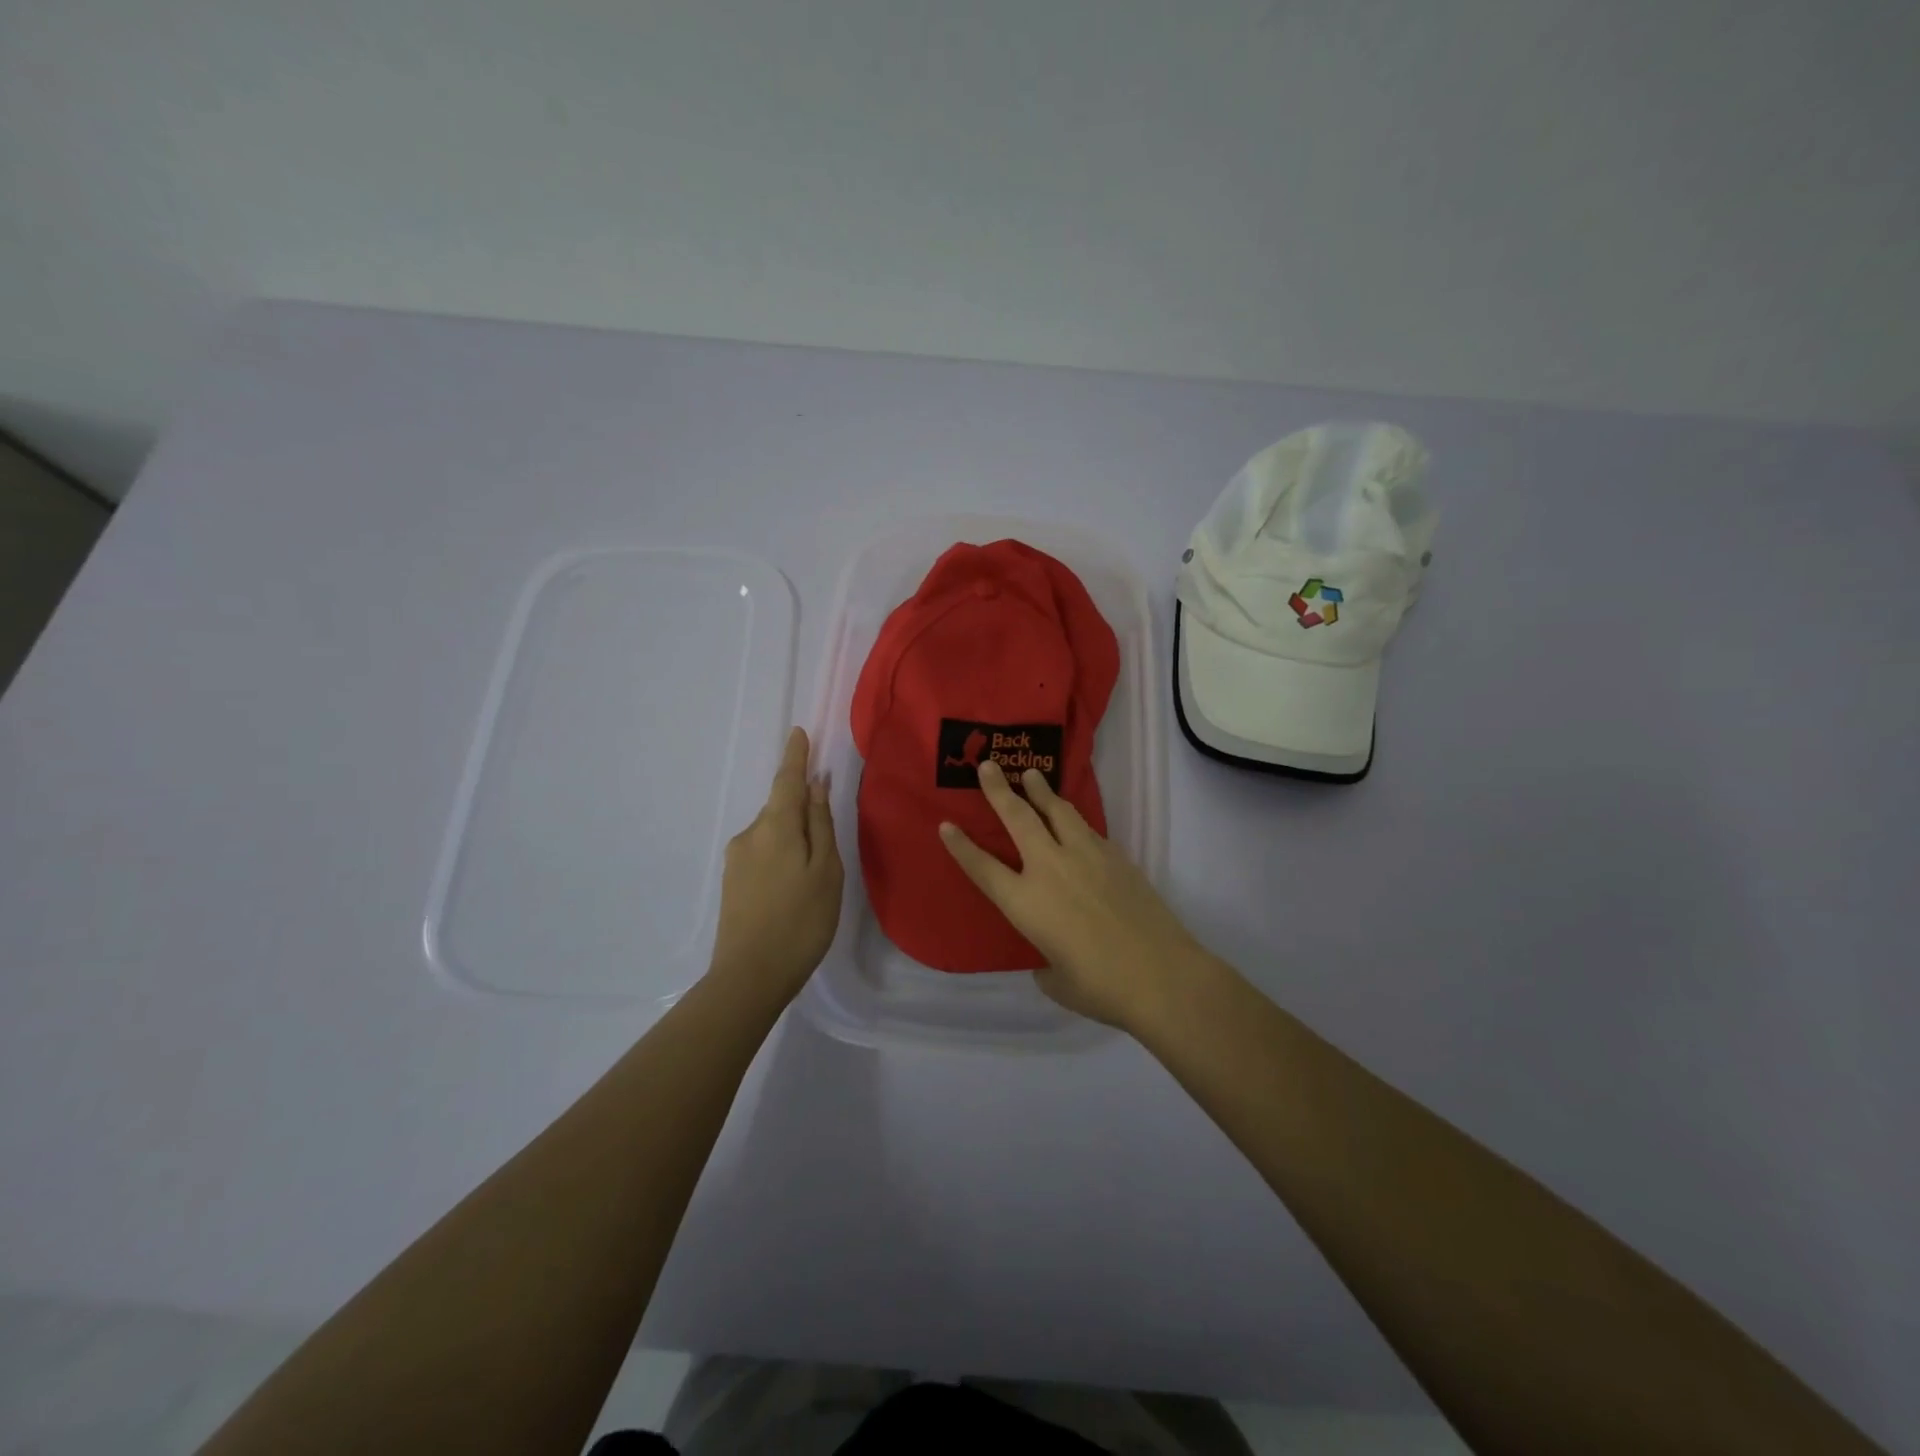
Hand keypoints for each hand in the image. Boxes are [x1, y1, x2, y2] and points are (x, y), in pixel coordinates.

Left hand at [707, 727, 843, 1008]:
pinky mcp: (732, 881)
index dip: (796, 756)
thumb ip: (820, 825)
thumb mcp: (826, 871)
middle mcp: (750, 834)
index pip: (787, 780)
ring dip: (792, 839)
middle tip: (827, 842)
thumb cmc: (801, 921)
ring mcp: (736, 858)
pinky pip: (762, 852)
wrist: (749, 977)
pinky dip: (781, 856)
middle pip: (780, 808)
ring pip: (772, 833)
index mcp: (776, 827)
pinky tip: (792, 888)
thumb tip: (816, 785)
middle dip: (802, 810)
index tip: (799, 732)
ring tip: (813, 877)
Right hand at [939, 759, 1204, 1031]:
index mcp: (1025, 902)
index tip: (946, 824)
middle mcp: (1050, 868)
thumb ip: (1045, 963)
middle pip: (1018, 818)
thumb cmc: (1101, 988)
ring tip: (1031, 775)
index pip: (983, 867)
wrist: (1161, 975)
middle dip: (999, 790)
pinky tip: (1073, 821)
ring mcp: (1086, 856)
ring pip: (1057, 811)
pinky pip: (1087, 829)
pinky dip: (1073, 819)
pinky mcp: (1115, 856)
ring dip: (1040, 790)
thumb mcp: (1058, 982)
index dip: (961, 846)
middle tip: (988, 765)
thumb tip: (1049, 957)